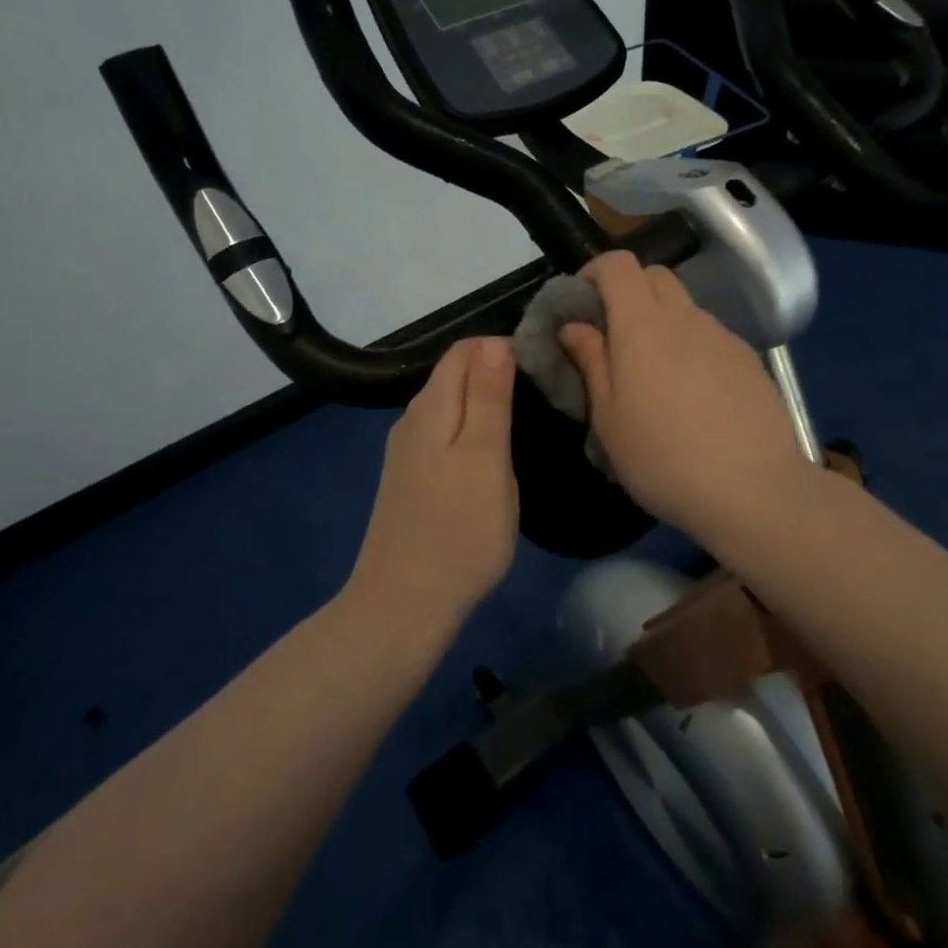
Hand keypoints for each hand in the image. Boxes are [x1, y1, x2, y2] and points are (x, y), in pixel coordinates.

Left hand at [345, 337, 518, 640]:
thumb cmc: (458, 530)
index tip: (543, 367)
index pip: (464, 349)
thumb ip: (489, 397)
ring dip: (485, 402)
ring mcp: (408, 453)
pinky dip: (472, 431)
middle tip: (543, 394)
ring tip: (526, 420)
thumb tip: (496, 342)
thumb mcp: (485, 457)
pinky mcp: (411, 481)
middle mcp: (412, 420)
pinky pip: (445, 435)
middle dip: (495, 371)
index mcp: (431, 407)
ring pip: (450, 406)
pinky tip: (493, 455)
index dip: (502, 347)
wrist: (404, 605)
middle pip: (454, 374)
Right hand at [559, 251, 814, 539]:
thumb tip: (574, 326)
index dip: (595, 272)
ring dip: (661, 320)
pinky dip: (691, 345)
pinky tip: (693, 394)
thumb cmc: (663, 458)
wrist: (754, 489)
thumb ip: (591, 361)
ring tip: (654, 374)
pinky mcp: (749, 359)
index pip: (618, 264)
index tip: (582, 305)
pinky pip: (710, 335)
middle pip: (654, 275)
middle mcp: (685, 317)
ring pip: (685, 306)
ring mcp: (723, 336)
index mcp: (643, 325)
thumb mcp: (609, 418)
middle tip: (613, 337)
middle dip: (628, 291)